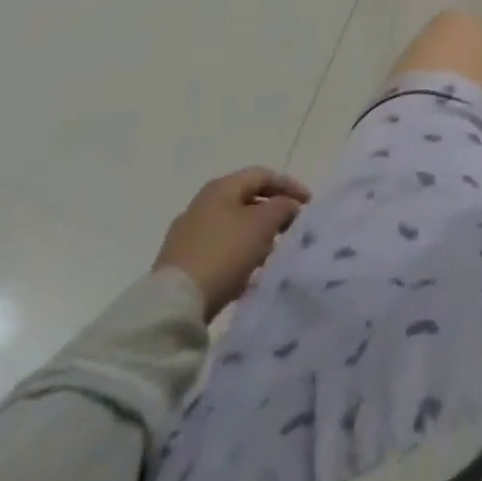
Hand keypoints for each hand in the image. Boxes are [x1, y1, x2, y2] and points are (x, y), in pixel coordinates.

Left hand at [152, 168, 310, 319]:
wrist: (174, 304)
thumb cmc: (225, 252)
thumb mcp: (264, 224)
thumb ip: (283, 207)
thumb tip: (288, 206)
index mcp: (221, 187)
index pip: (263, 175)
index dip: (289, 186)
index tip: (308, 204)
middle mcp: (201, 204)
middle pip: (246, 200)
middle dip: (272, 213)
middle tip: (290, 229)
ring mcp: (187, 233)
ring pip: (232, 226)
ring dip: (255, 236)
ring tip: (271, 254)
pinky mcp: (180, 262)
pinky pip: (218, 249)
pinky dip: (237, 254)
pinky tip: (246, 273)